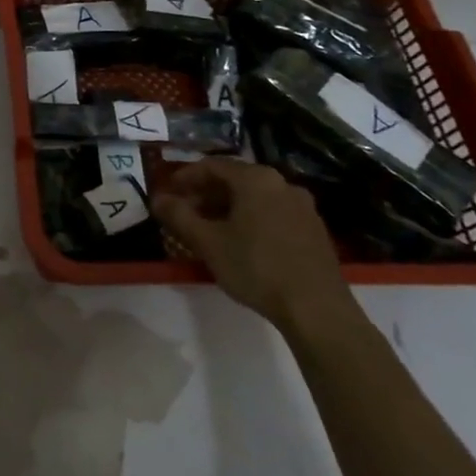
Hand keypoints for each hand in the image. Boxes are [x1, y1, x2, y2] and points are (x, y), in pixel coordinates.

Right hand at [152, 158, 354, 332]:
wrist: (317, 309)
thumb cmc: (256, 267)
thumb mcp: (208, 242)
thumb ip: (179, 216)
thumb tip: (157, 199)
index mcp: (256, 179)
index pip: (211, 165)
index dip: (185, 177)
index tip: (167, 194)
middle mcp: (281, 183)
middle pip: (234, 179)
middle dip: (205, 194)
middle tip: (184, 213)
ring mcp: (302, 206)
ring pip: (254, 197)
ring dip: (227, 207)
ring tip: (208, 230)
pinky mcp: (314, 229)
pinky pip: (272, 212)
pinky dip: (250, 218)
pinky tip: (240, 242)